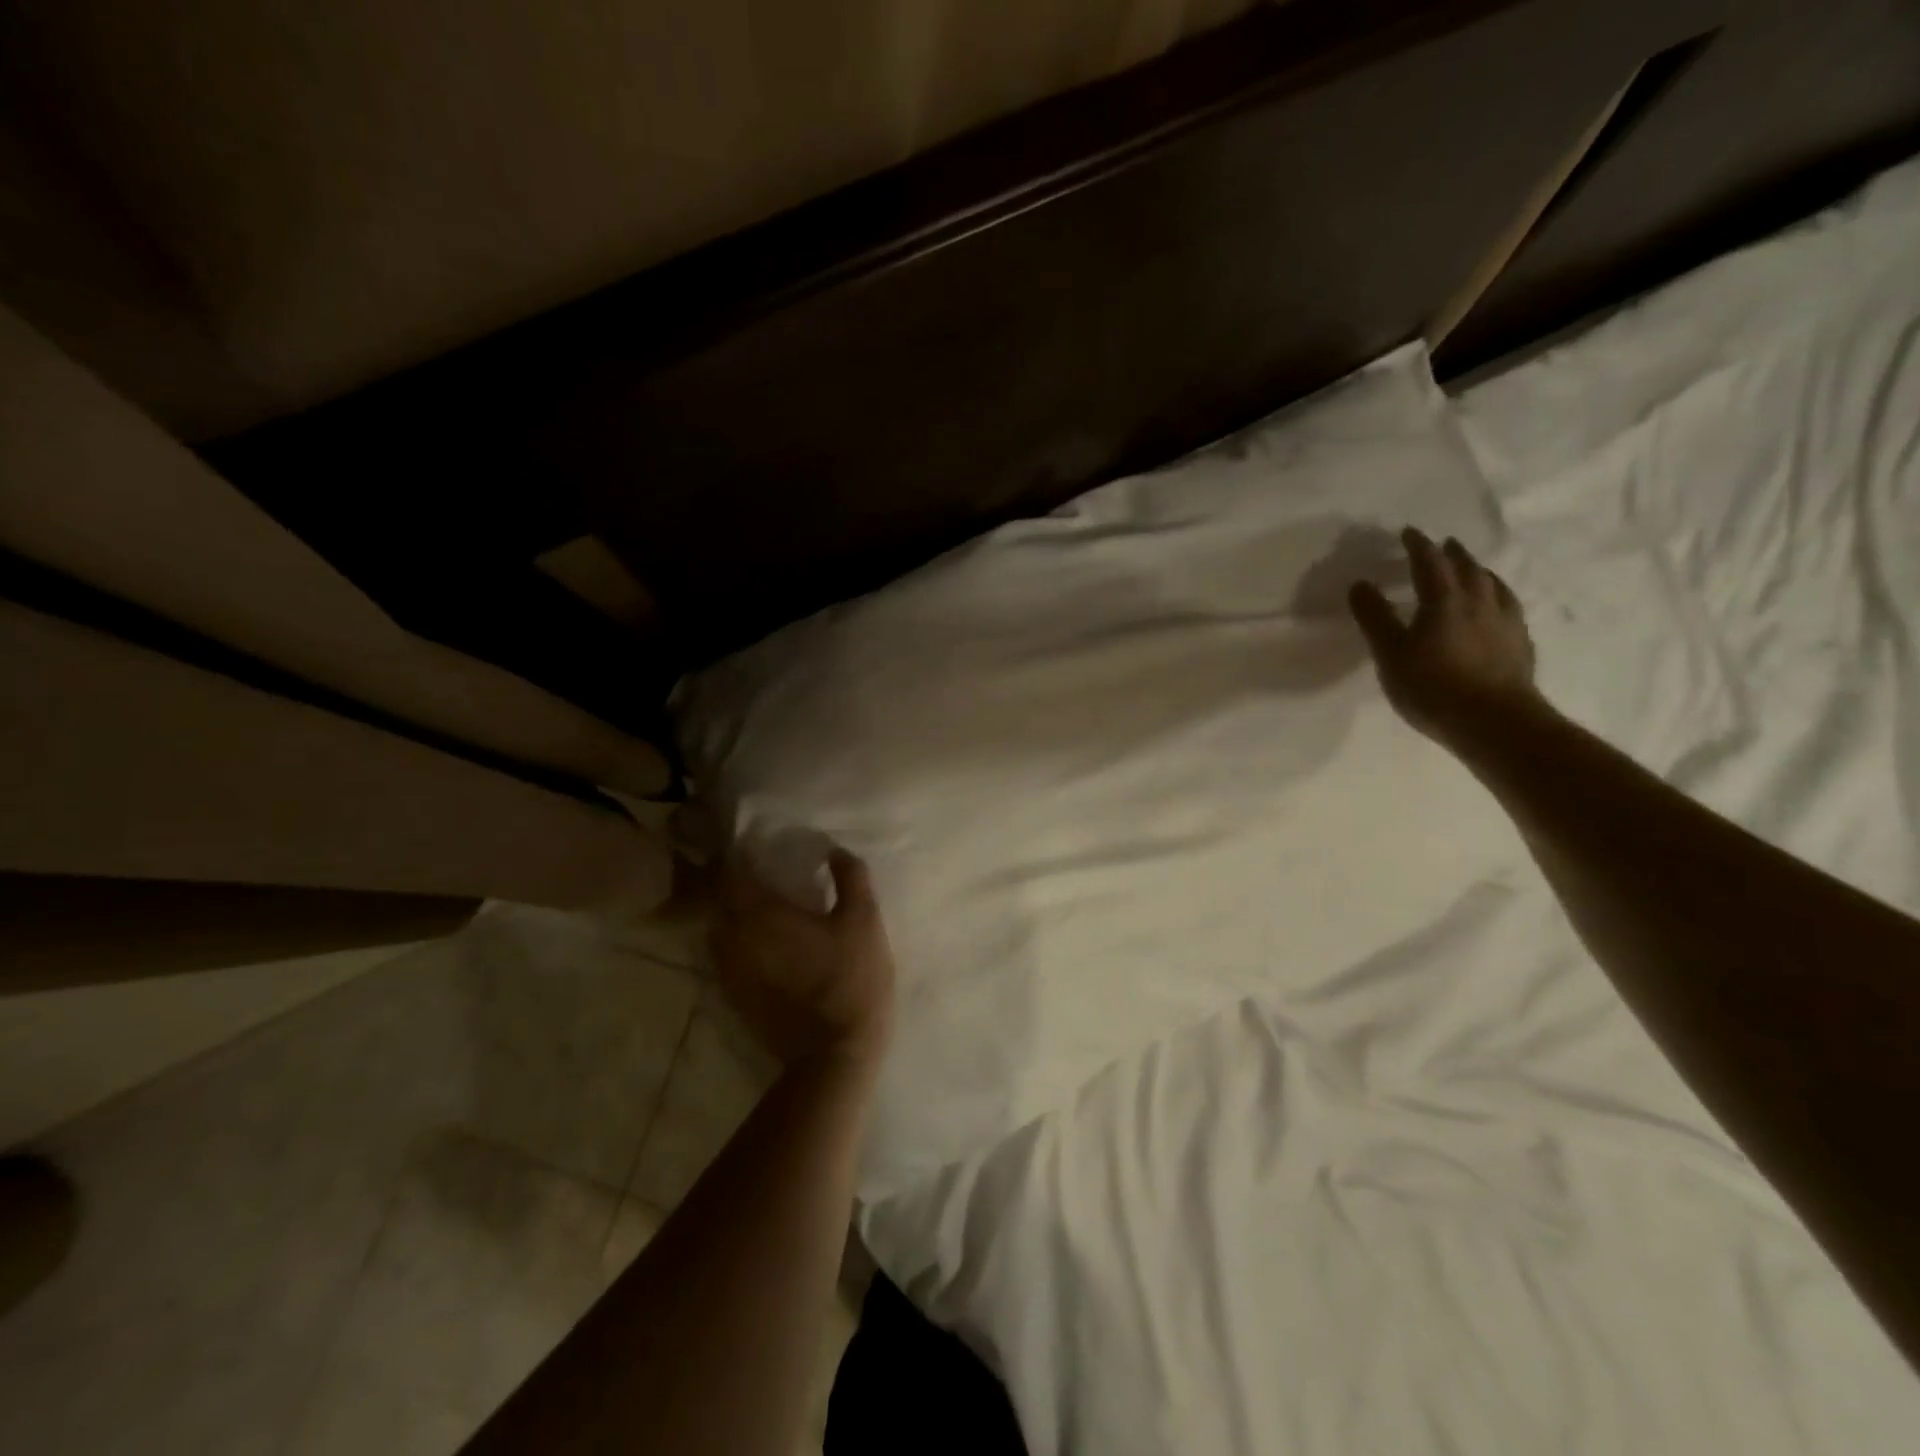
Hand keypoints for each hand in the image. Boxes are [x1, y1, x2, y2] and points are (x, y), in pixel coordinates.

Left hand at [708, 847, 895, 1070]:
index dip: (740, 854)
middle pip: (719, 899)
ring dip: (730, 912)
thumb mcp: (864, 920)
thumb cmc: (851, 978)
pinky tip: (757, 941)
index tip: (755, 845)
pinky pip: (722, 956)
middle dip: (733, 881)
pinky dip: (733, 941)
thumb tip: (834, 851)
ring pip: (717, 928)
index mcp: (762, 913)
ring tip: (756, 905)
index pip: (732, 871)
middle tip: (757, 871)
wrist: (834, 1053)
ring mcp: (730, 970)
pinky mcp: (734, 995)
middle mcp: (735, 937)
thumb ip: (851, 877)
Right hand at [1348, 528, 1544, 749]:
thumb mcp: (1390, 654)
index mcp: (1444, 601)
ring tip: (1474, 568)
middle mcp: (1478, 602)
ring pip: (1493, 585)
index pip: (1430, 563)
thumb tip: (1360, 583)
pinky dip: (1499, 596)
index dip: (1418, 545)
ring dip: (1480, 571)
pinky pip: (1509, 607)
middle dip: (1453, 553)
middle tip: (1445, 544)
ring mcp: (1505, 622)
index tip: (1409, 532)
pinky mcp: (1520, 644)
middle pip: (1468, 568)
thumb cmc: (1433, 687)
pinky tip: (1498, 607)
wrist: (1494, 722)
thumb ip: (1375, 618)